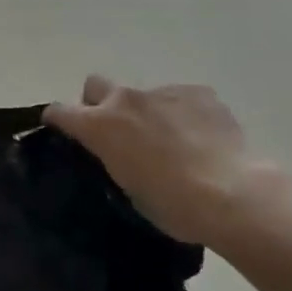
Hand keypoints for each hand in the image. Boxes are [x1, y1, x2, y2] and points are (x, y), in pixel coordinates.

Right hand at [44, 75, 289, 249]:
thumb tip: (121, 154)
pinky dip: (183, 114)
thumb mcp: (128, 190)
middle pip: (96, 85)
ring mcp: (163, 92)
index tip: (62, 131)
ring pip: (143, 95)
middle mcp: (125, 100)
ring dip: (147, 113)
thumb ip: (115, 160)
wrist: (234, 194)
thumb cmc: (173, 205)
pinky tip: (201, 139)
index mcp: (100, 126)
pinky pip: (181, 98)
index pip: (59, 111)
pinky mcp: (198, 92)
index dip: (58, 120)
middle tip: (117, 132)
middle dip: (99, 103)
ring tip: (172, 143)